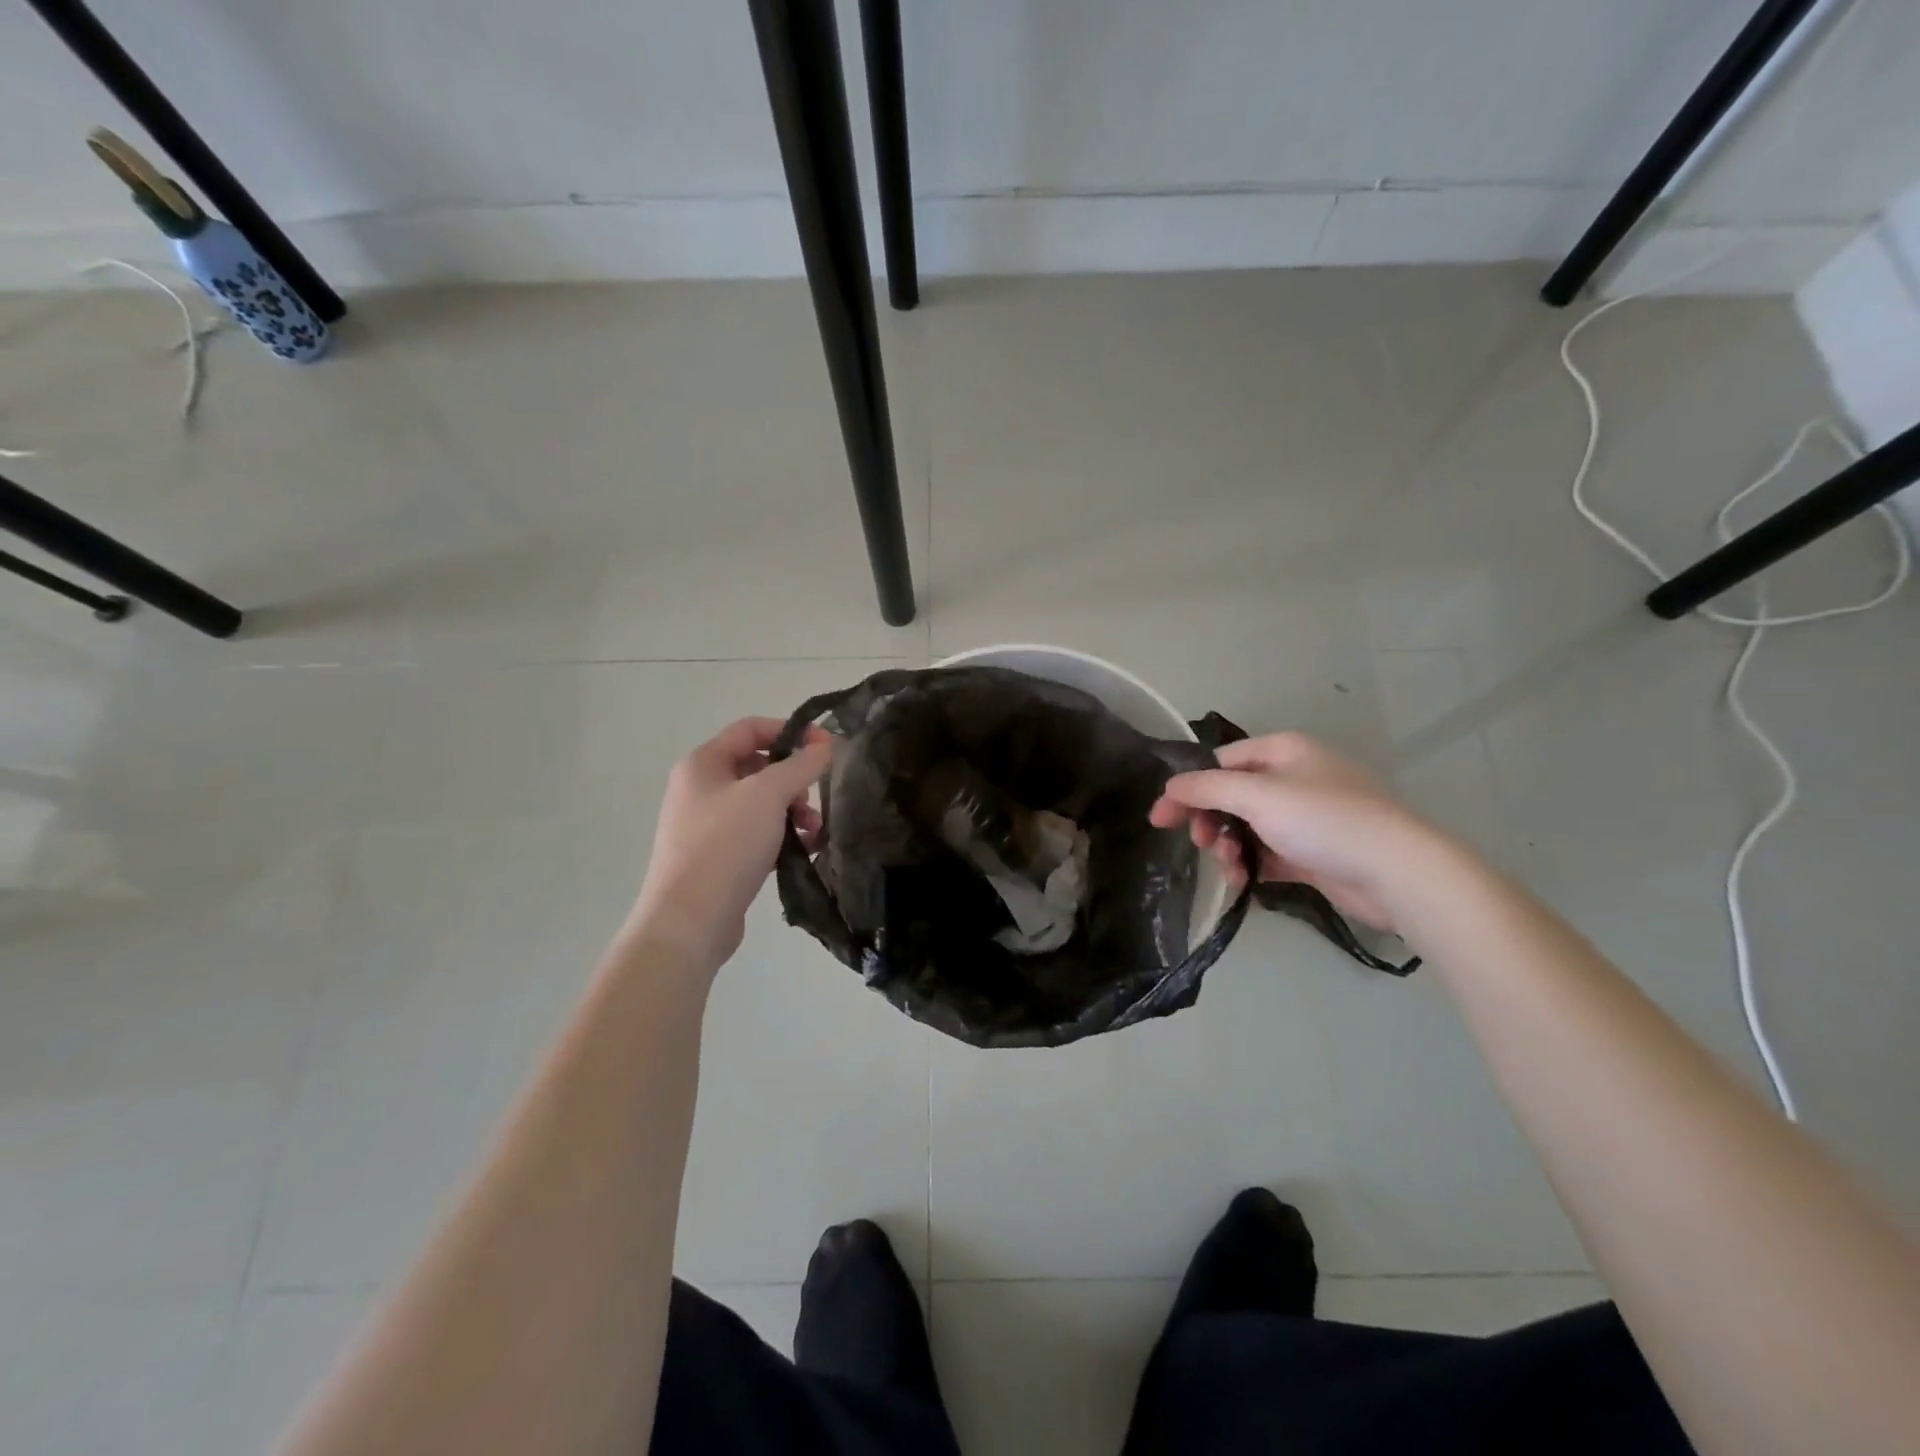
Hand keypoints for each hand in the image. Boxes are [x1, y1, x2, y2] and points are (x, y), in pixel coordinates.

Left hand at [624, 717, 833, 974]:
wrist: (689, 921)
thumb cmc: (725, 844)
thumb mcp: (768, 794)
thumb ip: (801, 764)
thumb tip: (825, 742)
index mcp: (703, 764)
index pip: (751, 728)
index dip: (790, 730)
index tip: (825, 746)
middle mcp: (701, 789)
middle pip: (758, 767)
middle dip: (794, 779)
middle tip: (811, 799)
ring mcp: (707, 826)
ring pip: (761, 804)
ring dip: (793, 811)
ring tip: (814, 832)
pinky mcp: (718, 858)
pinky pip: (756, 835)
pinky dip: (782, 837)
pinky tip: (805, 852)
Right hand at [1149, 733, 1437, 934]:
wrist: (1396, 872)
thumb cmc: (1323, 820)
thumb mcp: (1256, 796)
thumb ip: (1206, 788)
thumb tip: (1168, 787)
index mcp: (1283, 751)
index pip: (1220, 762)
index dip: (1188, 789)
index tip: (1161, 819)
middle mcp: (1294, 777)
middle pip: (1232, 795)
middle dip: (1210, 821)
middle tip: (1200, 844)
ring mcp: (1306, 815)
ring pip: (1247, 826)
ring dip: (1229, 846)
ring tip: (1230, 868)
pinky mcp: (1314, 850)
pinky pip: (1268, 852)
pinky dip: (1251, 864)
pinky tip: (1244, 881)